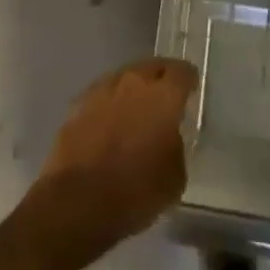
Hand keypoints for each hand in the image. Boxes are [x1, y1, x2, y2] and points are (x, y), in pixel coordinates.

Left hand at [28, 58, 196, 265]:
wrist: (79, 201)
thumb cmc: (136, 191)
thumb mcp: (175, 177)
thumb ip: (175, 145)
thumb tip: (167, 137)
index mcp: (163, 96)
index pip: (182, 72)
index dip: (189, 79)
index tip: (191, 89)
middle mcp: (133, 82)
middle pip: (151, 67)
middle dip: (161, 78)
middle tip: (165, 96)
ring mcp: (101, 90)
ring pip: (123, 78)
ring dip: (132, 89)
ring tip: (135, 109)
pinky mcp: (77, 105)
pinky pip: (101, 96)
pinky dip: (109, 104)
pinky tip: (109, 123)